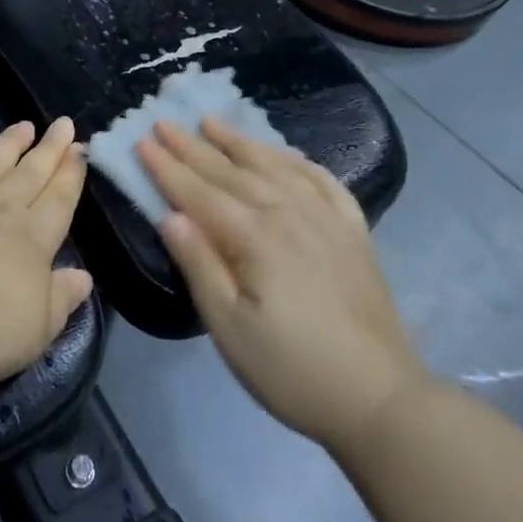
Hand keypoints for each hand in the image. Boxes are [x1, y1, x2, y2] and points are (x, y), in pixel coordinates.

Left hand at [0, 119, 94, 391]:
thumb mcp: (32, 331)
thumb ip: (60, 301)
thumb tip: (85, 277)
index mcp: (31, 241)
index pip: (58, 202)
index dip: (71, 176)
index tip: (80, 149)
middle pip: (30, 173)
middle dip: (49, 149)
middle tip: (64, 124)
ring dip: (10, 142)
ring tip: (25, 125)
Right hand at [138, 119, 425, 450]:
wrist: (381, 401)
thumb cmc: (292, 370)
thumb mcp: (230, 329)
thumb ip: (200, 266)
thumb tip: (170, 216)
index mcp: (254, 237)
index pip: (199, 193)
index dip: (168, 168)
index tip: (141, 142)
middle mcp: (288, 214)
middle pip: (231, 172)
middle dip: (193, 146)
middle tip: (164, 123)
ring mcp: (325, 219)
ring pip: (274, 166)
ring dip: (239, 142)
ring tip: (212, 121)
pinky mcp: (353, 232)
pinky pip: (322, 181)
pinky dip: (298, 161)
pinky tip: (285, 154)